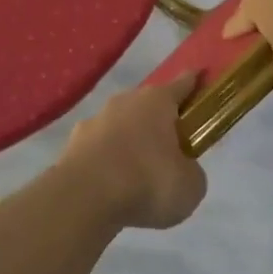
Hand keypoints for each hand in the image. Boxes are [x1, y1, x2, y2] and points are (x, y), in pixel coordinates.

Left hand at [60, 73, 207, 230]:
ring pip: (120, 125)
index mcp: (157, 101)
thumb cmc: (147, 182)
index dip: (193, 83)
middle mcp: (124, 101)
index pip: (182, 85)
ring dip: (130, 140)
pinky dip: (108, 159)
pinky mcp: (73, 143)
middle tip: (171, 142)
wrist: (84, 198)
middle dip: (159, 119)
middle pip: (148, 105)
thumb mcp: (190, 185)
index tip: (200, 76)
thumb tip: (181, 168)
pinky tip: (112, 181)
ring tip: (140, 169)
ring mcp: (95, 120)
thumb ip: (190, 170)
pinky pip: (99, 147)